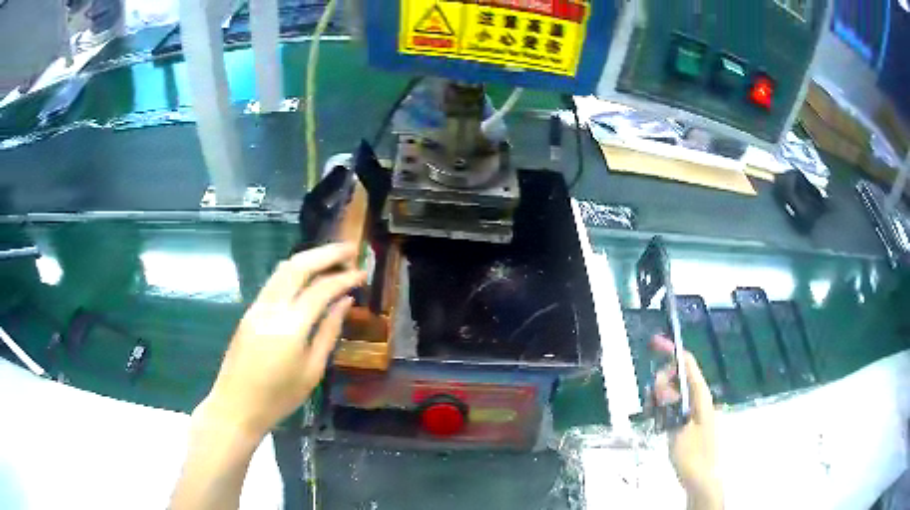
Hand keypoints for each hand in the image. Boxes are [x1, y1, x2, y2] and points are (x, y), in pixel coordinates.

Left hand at [199, 243, 366, 438]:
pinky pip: (275, 281)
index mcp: (290, 327)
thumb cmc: (279, 397)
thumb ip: (329, 332)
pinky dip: (295, 271)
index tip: (363, 273)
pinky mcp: (250, 310)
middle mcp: (271, 308)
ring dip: (309, 258)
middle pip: (298, 266)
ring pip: (283, 269)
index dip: (344, 278)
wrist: (236, 405)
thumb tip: (345, 302)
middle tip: (350, 250)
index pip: (321, 289)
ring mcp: (257, 306)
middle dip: (326, 253)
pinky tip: (308, 276)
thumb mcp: (312, 371)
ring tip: (332, 258)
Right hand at [651, 335, 722, 508]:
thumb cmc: (693, 456)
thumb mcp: (678, 429)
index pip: (688, 365)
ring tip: (652, 415)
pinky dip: (664, 410)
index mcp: (701, 397)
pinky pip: (675, 408)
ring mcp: (695, 411)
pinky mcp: (689, 423)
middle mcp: (699, 399)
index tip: (655, 344)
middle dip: (662, 382)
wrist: (702, 479)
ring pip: (675, 394)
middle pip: (679, 378)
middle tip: (651, 401)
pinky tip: (657, 422)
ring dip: (661, 398)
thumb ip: (670, 405)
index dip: (672, 352)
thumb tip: (662, 384)